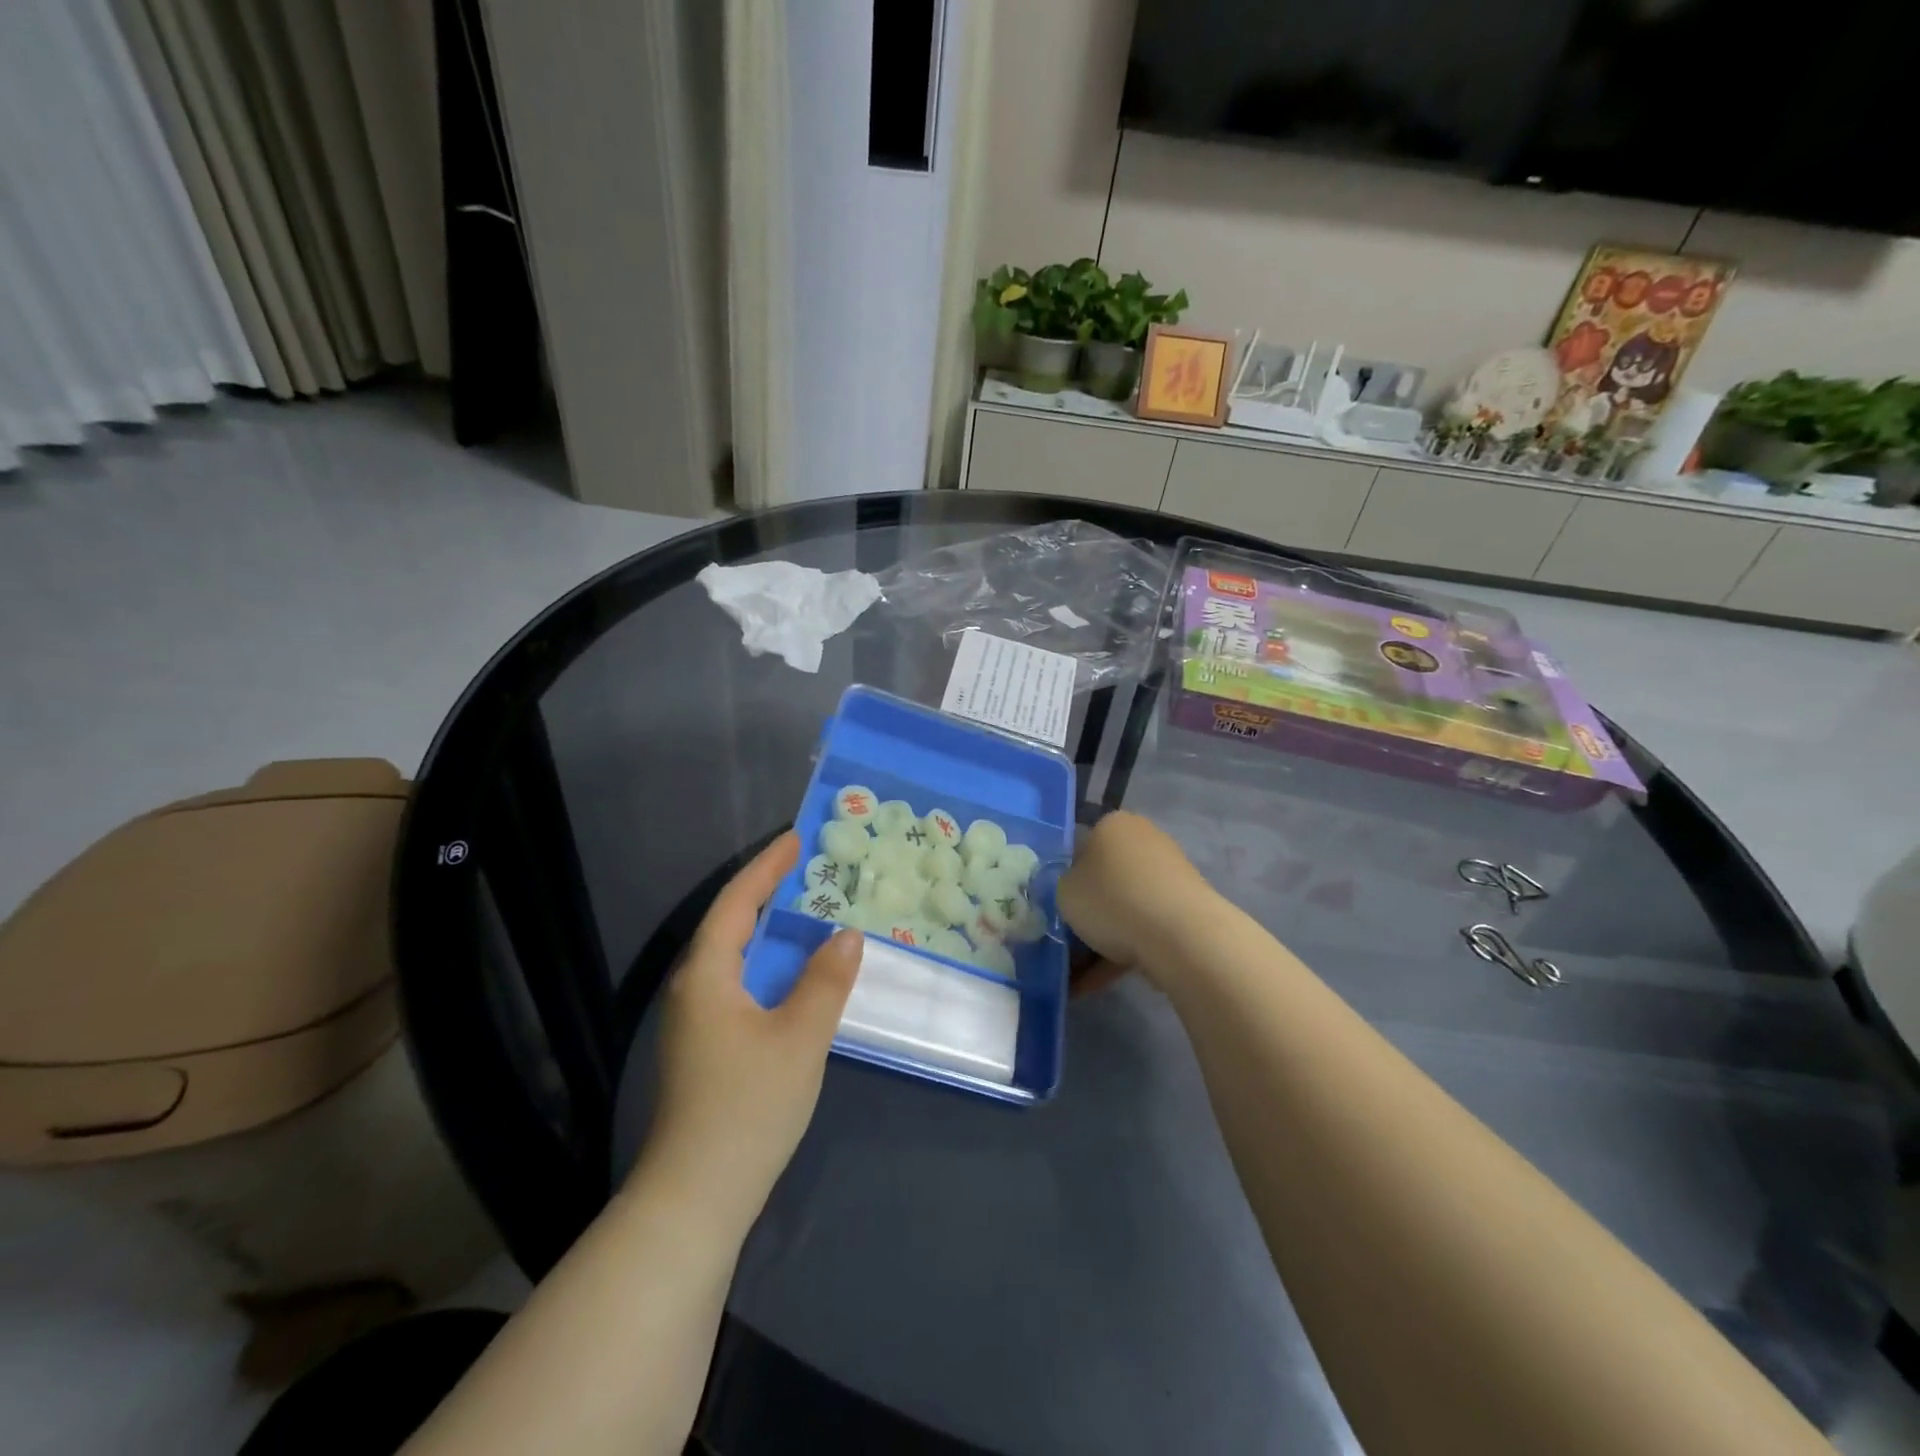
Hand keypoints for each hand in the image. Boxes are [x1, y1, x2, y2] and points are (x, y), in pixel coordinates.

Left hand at [643, 831, 861, 1227]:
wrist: (697, 1196)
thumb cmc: (748, 1106)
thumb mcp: (800, 1037)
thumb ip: (826, 980)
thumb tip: (846, 935)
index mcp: (707, 975)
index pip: (736, 902)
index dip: (766, 867)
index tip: (796, 838)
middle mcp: (693, 989)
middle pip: (729, 923)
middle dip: (765, 891)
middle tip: (807, 867)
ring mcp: (695, 1021)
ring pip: (733, 956)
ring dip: (767, 928)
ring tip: (805, 909)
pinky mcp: (704, 1046)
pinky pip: (738, 982)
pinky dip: (767, 962)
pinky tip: (793, 973)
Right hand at [1058, 811, 1214, 992]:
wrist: (1181, 936)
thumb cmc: (1112, 900)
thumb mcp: (1063, 891)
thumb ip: (1062, 886)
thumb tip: (1072, 889)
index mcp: (1113, 824)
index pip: (1080, 846)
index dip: (1065, 878)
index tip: (1057, 907)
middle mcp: (1144, 840)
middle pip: (1105, 878)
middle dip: (1087, 911)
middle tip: (1066, 940)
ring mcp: (1169, 875)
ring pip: (1124, 907)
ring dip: (1102, 938)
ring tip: (1076, 975)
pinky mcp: (1184, 909)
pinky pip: (1143, 928)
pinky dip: (1122, 952)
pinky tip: (1096, 984)